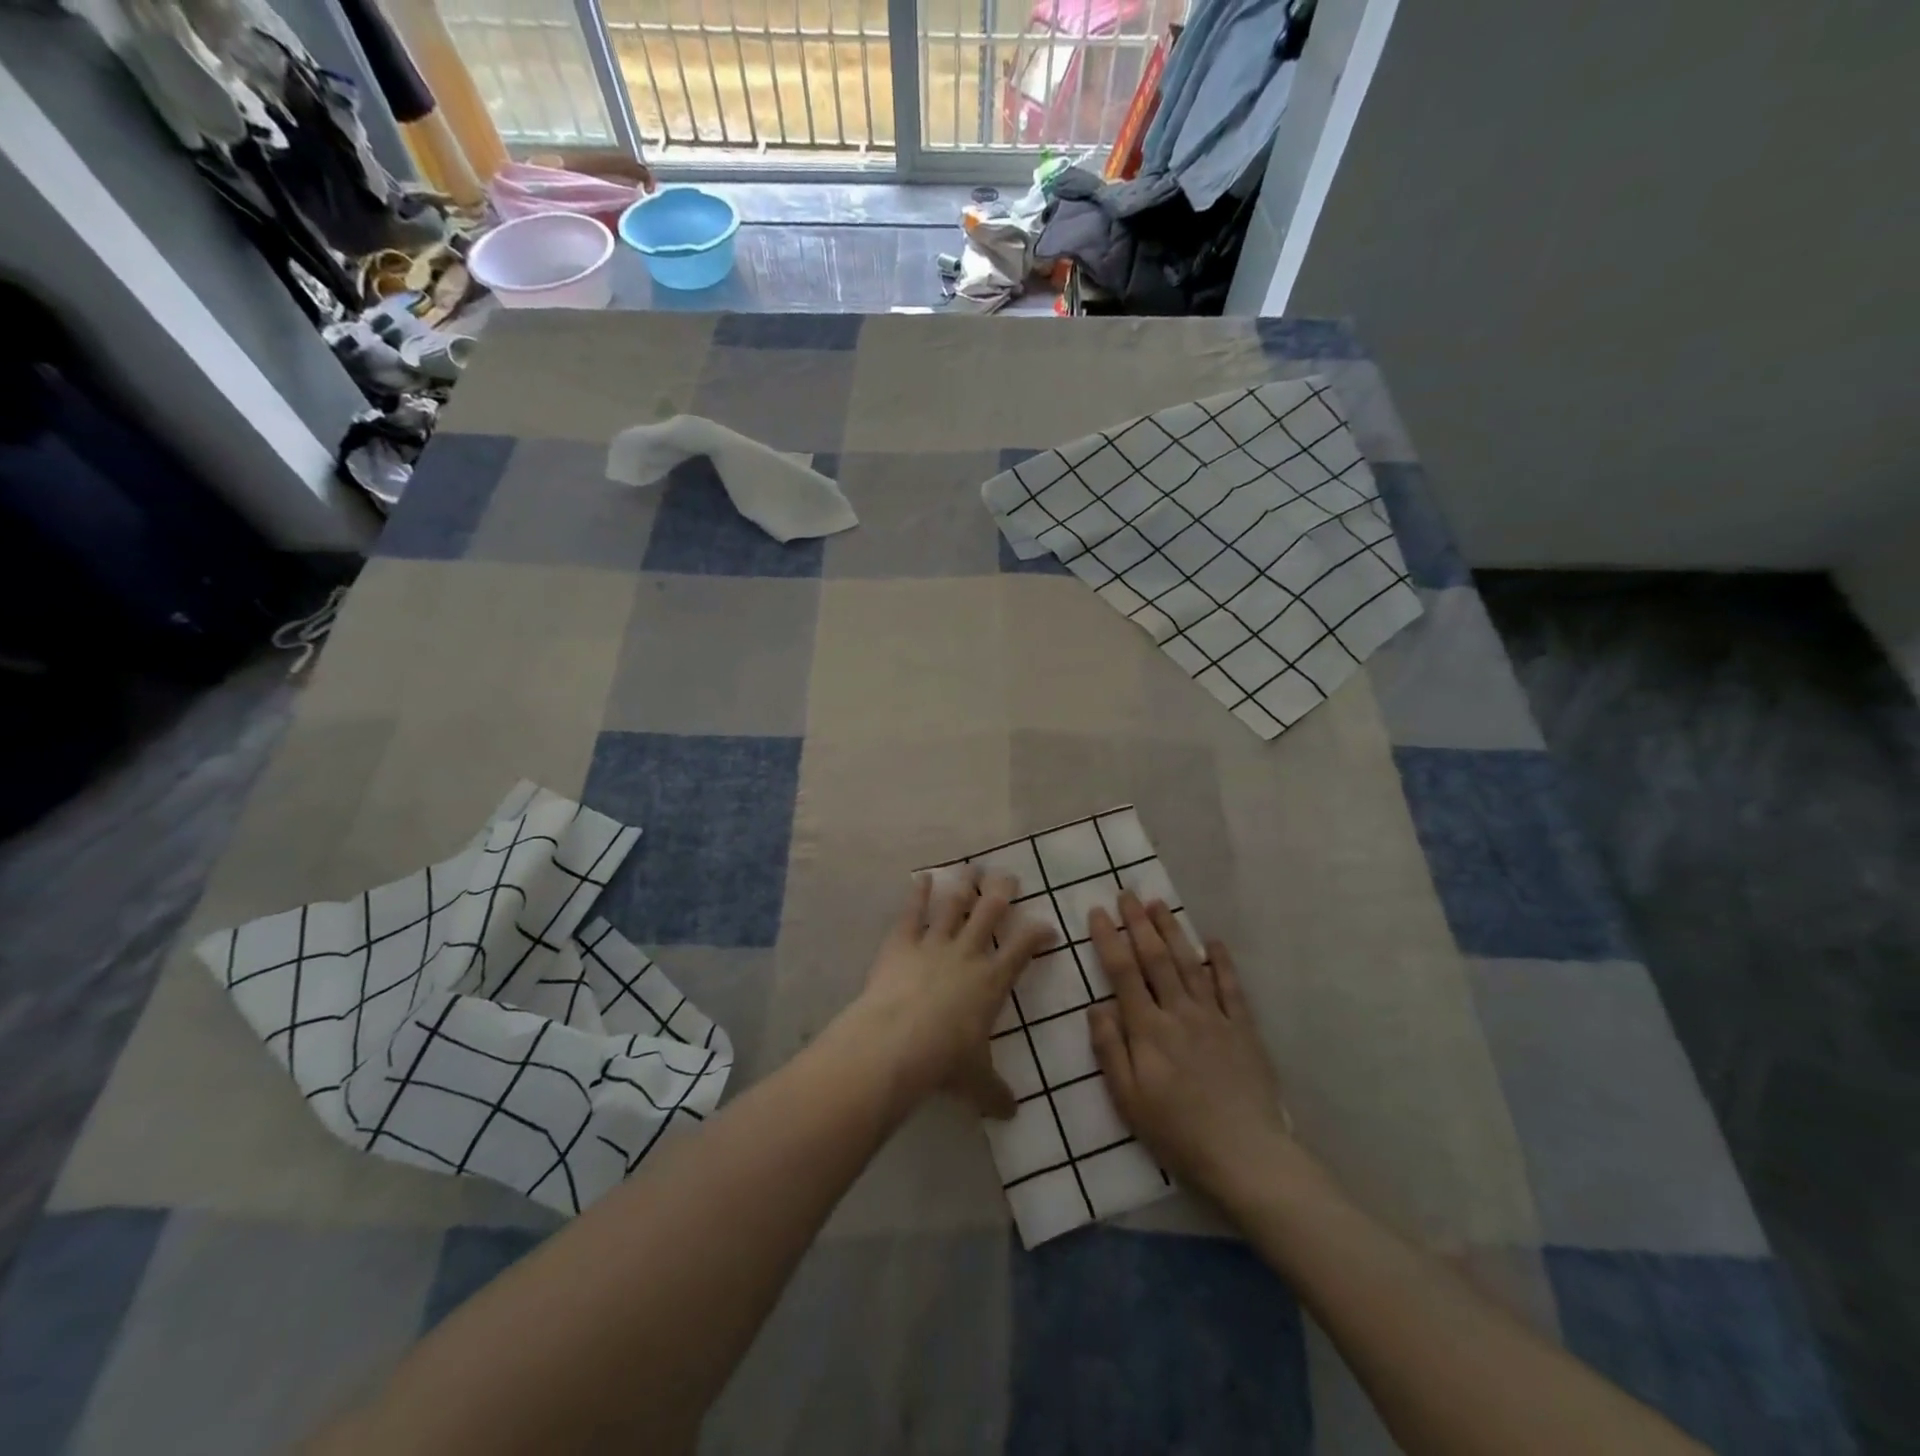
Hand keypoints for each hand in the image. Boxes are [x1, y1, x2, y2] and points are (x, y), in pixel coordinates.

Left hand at [842, 866, 1055, 1117]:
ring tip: (972, 867)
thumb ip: (995, 1093)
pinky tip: (922, 877)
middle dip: (1002, 891)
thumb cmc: (945, 1061)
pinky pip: (912, 912)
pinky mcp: (901, 943)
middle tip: (1009, 876)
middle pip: (991, 911)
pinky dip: (917, 893)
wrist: (897, 1043)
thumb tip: (1012, 1113)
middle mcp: (967, 953)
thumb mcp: (976, 1082)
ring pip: (954, 904)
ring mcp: (933, 943)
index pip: (1024, 949)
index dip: (1038, 934)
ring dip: (964, 884)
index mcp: (992, 981)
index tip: (1047, 926)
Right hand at [1087, 893, 1292, 1202]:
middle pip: (1156, 958)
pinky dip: (1221, 962)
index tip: (1096, 912)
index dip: (1108, 939)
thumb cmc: (1177, 1132)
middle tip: (1126, 894)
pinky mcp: (1243, 1029)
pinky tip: (1213, 942)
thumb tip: (1096, 1007)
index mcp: (1148, 1029)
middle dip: (1138, 923)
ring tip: (1158, 904)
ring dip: (1173, 931)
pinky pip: (1230, 987)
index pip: (1123, 973)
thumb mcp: (1128, 1100)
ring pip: (1189, 963)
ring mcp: (1215, 1017)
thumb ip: (1110, 1050)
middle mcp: (1179, 1012)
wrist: (1245, 1155)